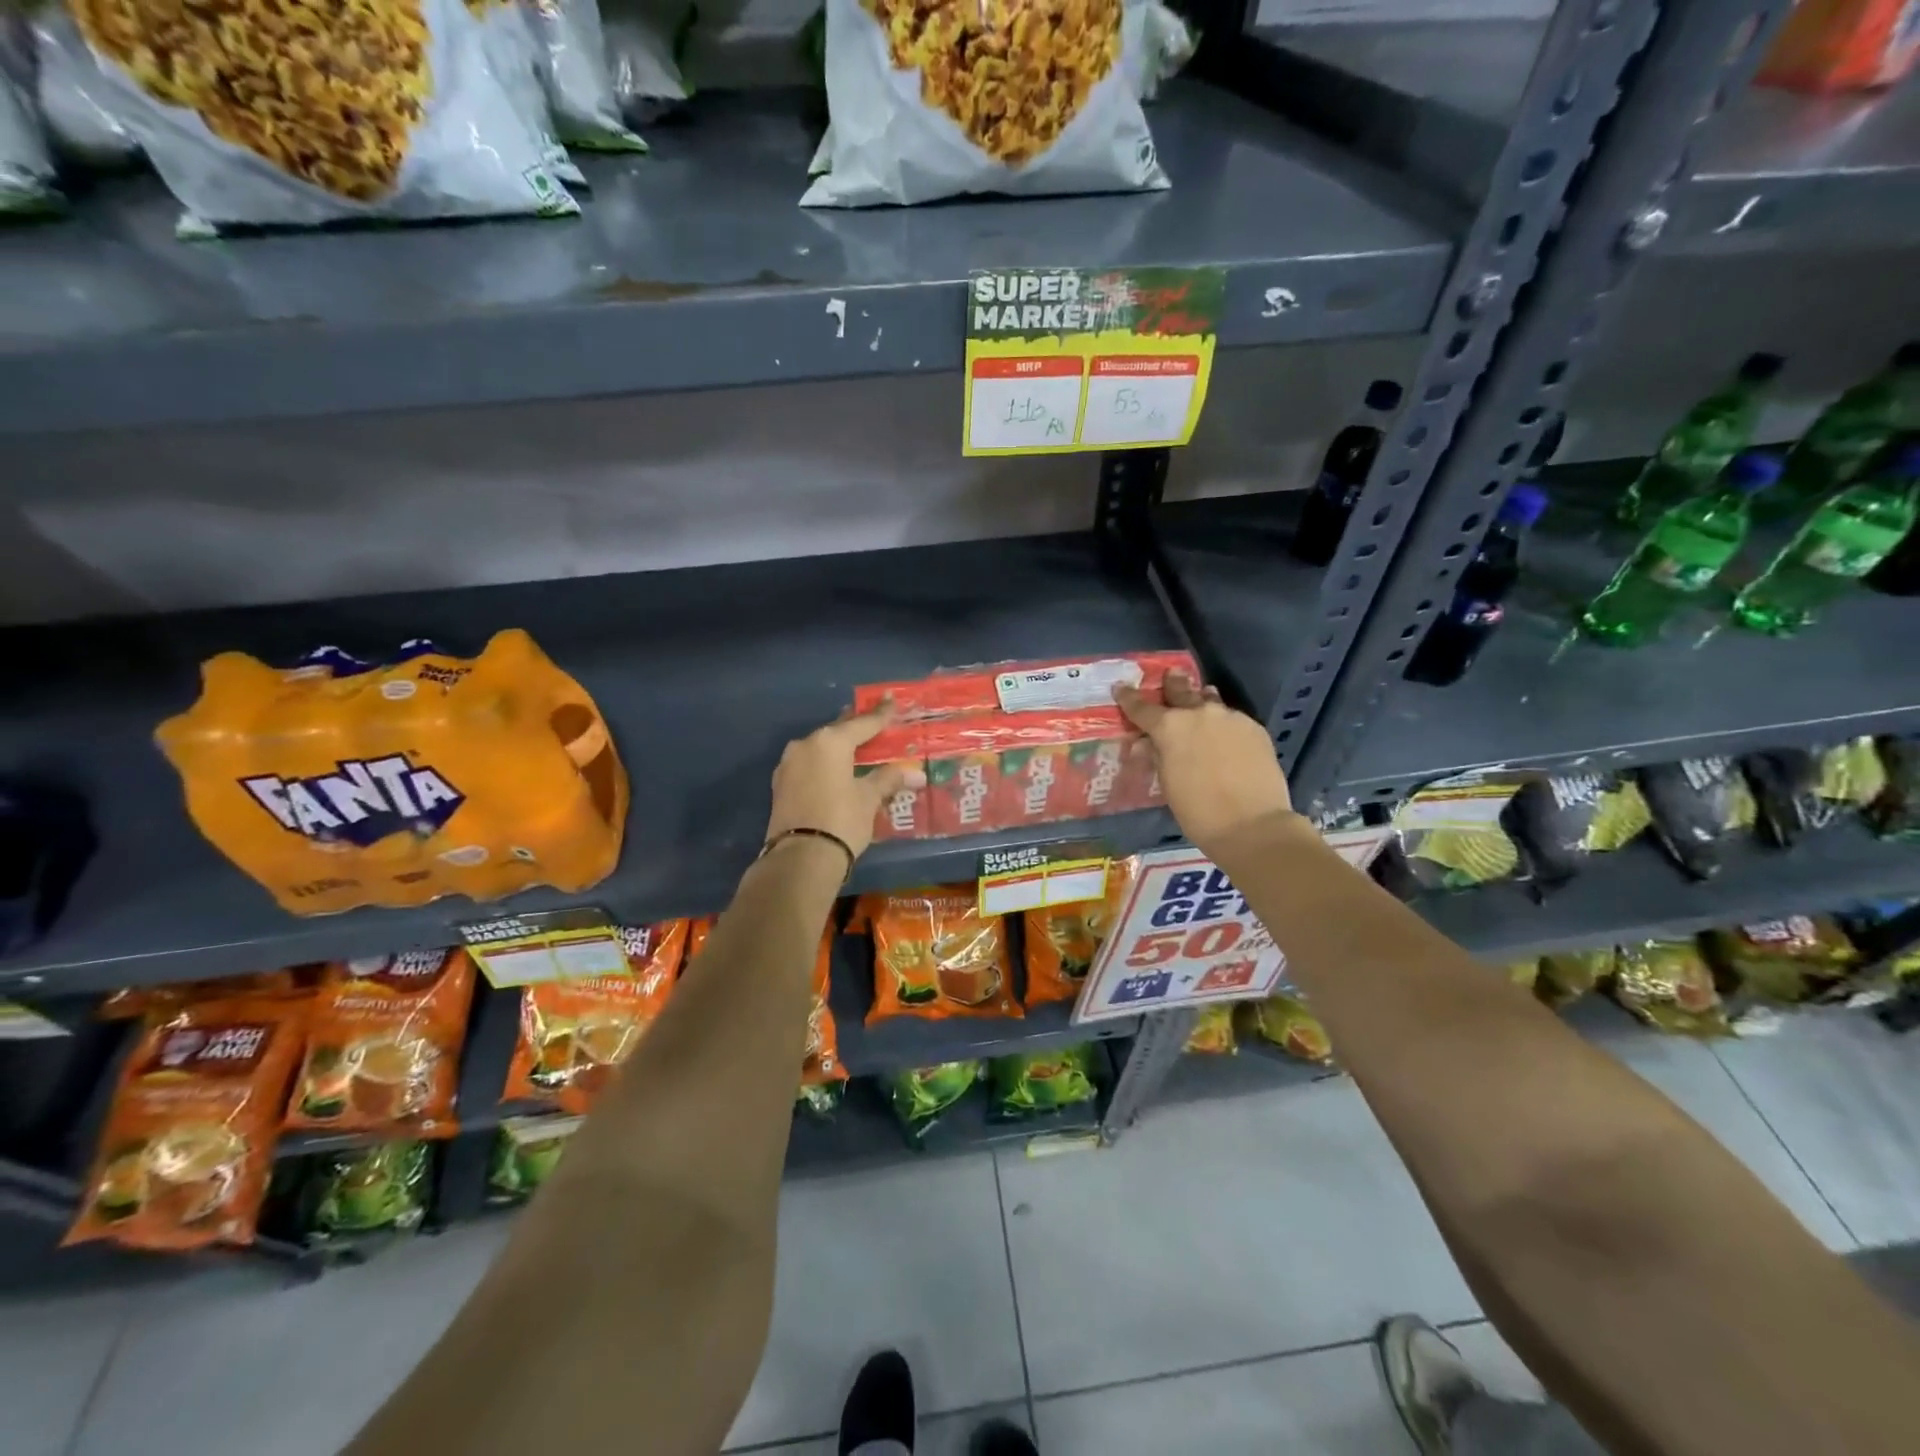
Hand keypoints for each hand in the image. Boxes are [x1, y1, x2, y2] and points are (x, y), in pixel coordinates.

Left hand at [765, 702, 925, 860]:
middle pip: (838, 731)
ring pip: (820, 748)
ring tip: (857, 749)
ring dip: (839, 748)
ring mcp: (788, 764)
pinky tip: (836, 771)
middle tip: (874, 723)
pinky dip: (825, 765)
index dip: (881, 714)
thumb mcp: (869, 798)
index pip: (862, 723)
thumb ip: (889, 779)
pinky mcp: (780, 785)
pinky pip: (809, 765)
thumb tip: (915, 772)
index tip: (891, 700)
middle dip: (857, 728)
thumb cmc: (842, 820)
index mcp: (830, 741)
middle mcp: (805, 744)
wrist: (801, 858)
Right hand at [1114, 670, 1296, 861]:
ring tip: (1201, 698)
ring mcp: (1230, 717)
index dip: (1128, 698)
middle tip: (1170, 675)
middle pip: (1180, 690)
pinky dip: (1223, 723)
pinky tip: (1225, 736)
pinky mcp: (1254, 728)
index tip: (1120, 688)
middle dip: (1172, 684)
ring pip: (1210, 701)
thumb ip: (1157, 756)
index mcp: (1170, 726)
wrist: (1252, 824)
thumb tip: (1147, 744)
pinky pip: (1232, 718)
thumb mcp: (1167, 783)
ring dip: (1201, 700)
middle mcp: (1199, 713)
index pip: (1141, 707)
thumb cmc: (1197, 810)